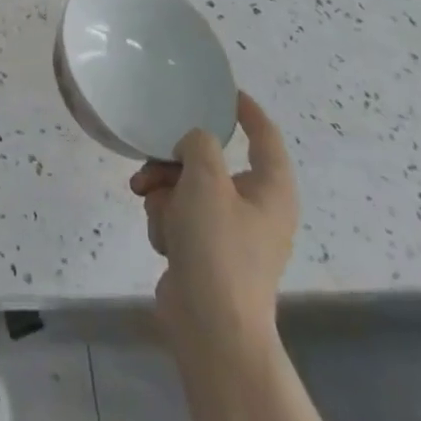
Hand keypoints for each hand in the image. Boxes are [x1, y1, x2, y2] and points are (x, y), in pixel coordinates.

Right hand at [129, 92, 296, 353]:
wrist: (212, 329)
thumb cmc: (218, 248)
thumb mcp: (205, 181)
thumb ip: (199, 144)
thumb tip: (193, 146)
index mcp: (271, 189)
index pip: (264, 136)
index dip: (246, 111)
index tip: (224, 91)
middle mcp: (256, 207)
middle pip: (211, 162)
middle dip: (175, 163)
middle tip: (151, 166)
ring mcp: (232, 233)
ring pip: (188, 188)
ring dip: (164, 193)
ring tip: (148, 204)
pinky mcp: (208, 254)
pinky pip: (182, 218)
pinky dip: (168, 222)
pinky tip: (163, 240)